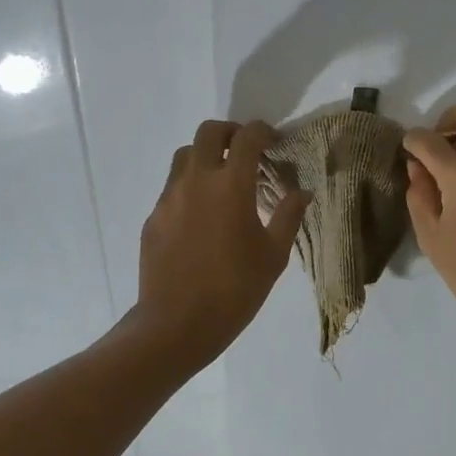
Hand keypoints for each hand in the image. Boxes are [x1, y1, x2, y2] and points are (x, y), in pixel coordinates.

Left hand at [129, 119, 309, 366]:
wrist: (176, 324)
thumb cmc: (234, 290)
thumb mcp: (273, 256)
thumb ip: (288, 216)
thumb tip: (301, 192)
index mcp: (231, 185)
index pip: (248, 138)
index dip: (263, 131)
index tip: (274, 141)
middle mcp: (196, 180)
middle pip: (208, 132)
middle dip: (230, 133)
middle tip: (246, 151)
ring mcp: (169, 197)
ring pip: (184, 156)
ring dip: (206, 156)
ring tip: (222, 182)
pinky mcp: (153, 217)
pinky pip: (172, 188)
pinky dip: (190, 187)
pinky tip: (201, 217)